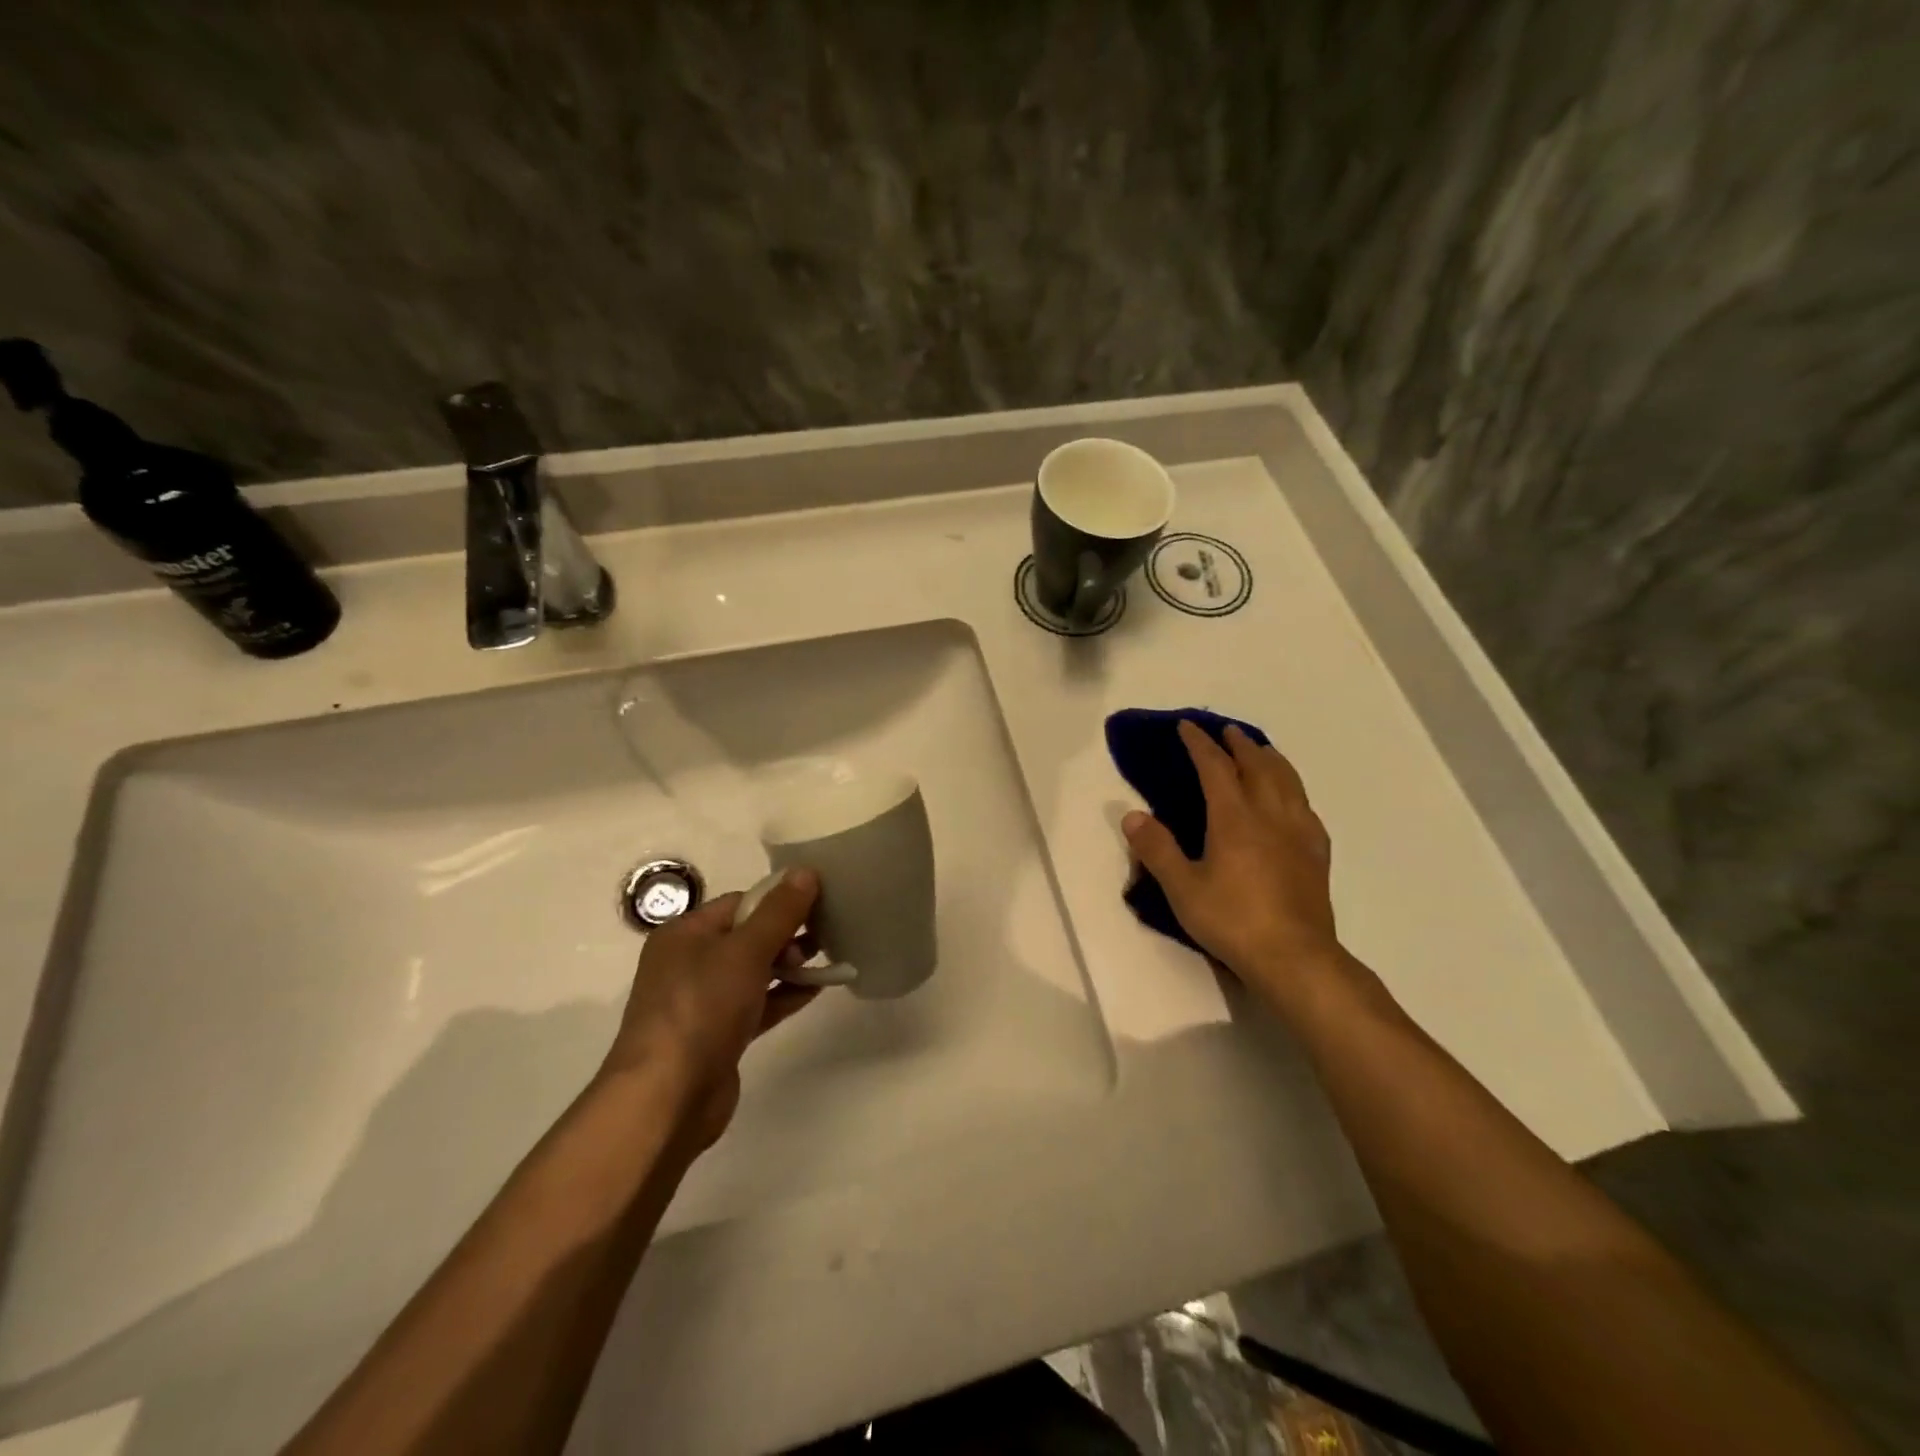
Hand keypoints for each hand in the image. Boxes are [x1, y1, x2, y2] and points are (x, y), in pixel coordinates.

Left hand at [600, 867, 820, 1149]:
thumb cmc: (702, 1008)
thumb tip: (806, 871)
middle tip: (826, 932)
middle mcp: (689, 963)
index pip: (739, 902)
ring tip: (830, 957)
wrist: (667, 1098)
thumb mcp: (745, 951)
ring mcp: (703, 1002)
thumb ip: (779, 912)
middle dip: (787, 932)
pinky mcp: (718, 1035)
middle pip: (747, 935)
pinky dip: (784, 995)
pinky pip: (758, 1004)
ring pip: (754, 971)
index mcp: (684, 934)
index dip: (778, 900)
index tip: (818, 901)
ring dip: (790, 964)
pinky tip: (818, 989)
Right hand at [1122, 721, 1344, 1008]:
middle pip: (1258, 766)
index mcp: (1234, 819)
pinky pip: (1306, 808)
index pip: (1216, 768)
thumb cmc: (1232, 920)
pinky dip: (1294, 790)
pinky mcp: (1316, 854)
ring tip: (1262, 751)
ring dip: (1271, 759)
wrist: (1294, 957)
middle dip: (1240, 744)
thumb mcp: (1182, 888)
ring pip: (1288, 781)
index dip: (1200, 745)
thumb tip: (1132, 815)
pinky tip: (1293, 801)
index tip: (1186, 727)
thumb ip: (1157, 849)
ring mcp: (1298, 833)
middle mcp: (1270, 816)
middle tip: (1226, 731)